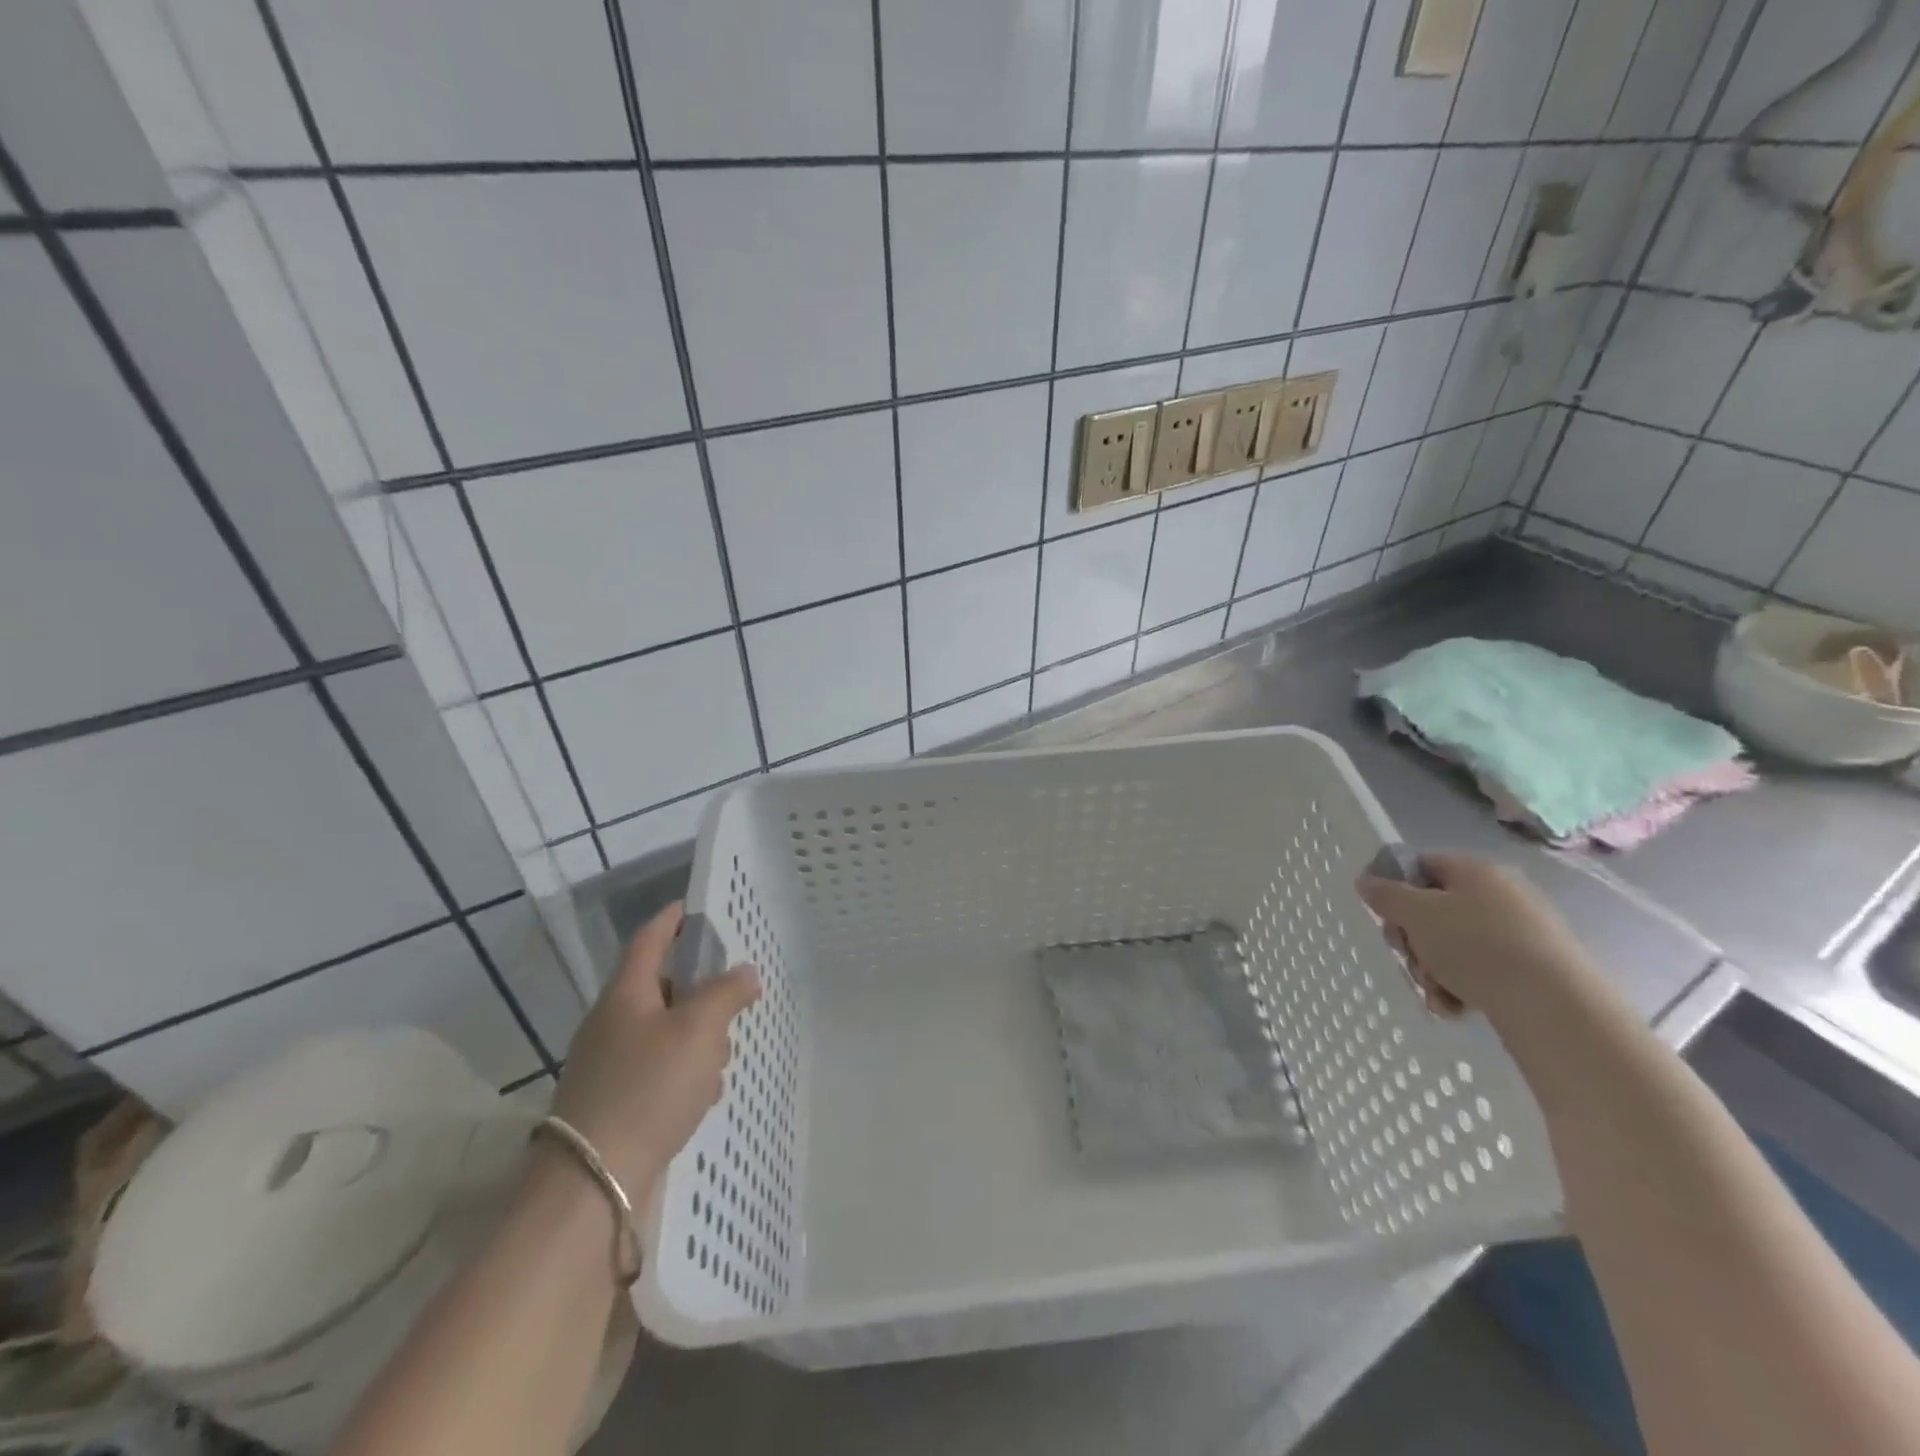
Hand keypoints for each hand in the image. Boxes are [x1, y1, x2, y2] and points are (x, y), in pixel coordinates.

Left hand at [549, 903, 759, 1201]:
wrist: (593, 1185)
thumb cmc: (648, 1089)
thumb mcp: (698, 1030)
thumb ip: (726, 993)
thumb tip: (745, 972)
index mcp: (625, 995)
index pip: (649, 940)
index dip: (672, 920)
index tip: (693, 907)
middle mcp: (612, 1024)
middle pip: (663, 989)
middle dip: (701, 993)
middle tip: (733, 1000)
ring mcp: (610, 1065)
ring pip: (666, 1032)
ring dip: (698, 1039)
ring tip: (720, 1061)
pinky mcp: (616, 1102)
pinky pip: (660, 1070)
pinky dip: (685, 1073)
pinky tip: (703, 1096)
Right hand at [1355, 852, 1592, 1022]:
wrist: (1555, 1007)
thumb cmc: (1477, 945)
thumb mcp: (1416, 914)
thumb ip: (1385, 894)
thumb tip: (1366, 880)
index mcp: (1475, 871)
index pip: (1421, 865)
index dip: (1395, 887)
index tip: (1383, 915)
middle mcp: (1499, 896)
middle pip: (1433, 910)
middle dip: (1412, 938)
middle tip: (1408, 955)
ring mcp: (1518, 935)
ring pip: (1451, 946)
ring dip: (1431, 969)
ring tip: (1436, 990)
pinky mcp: (1529, 972)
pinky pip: (1478, 972)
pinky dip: (1459, 989)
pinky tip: (1455, 1007)